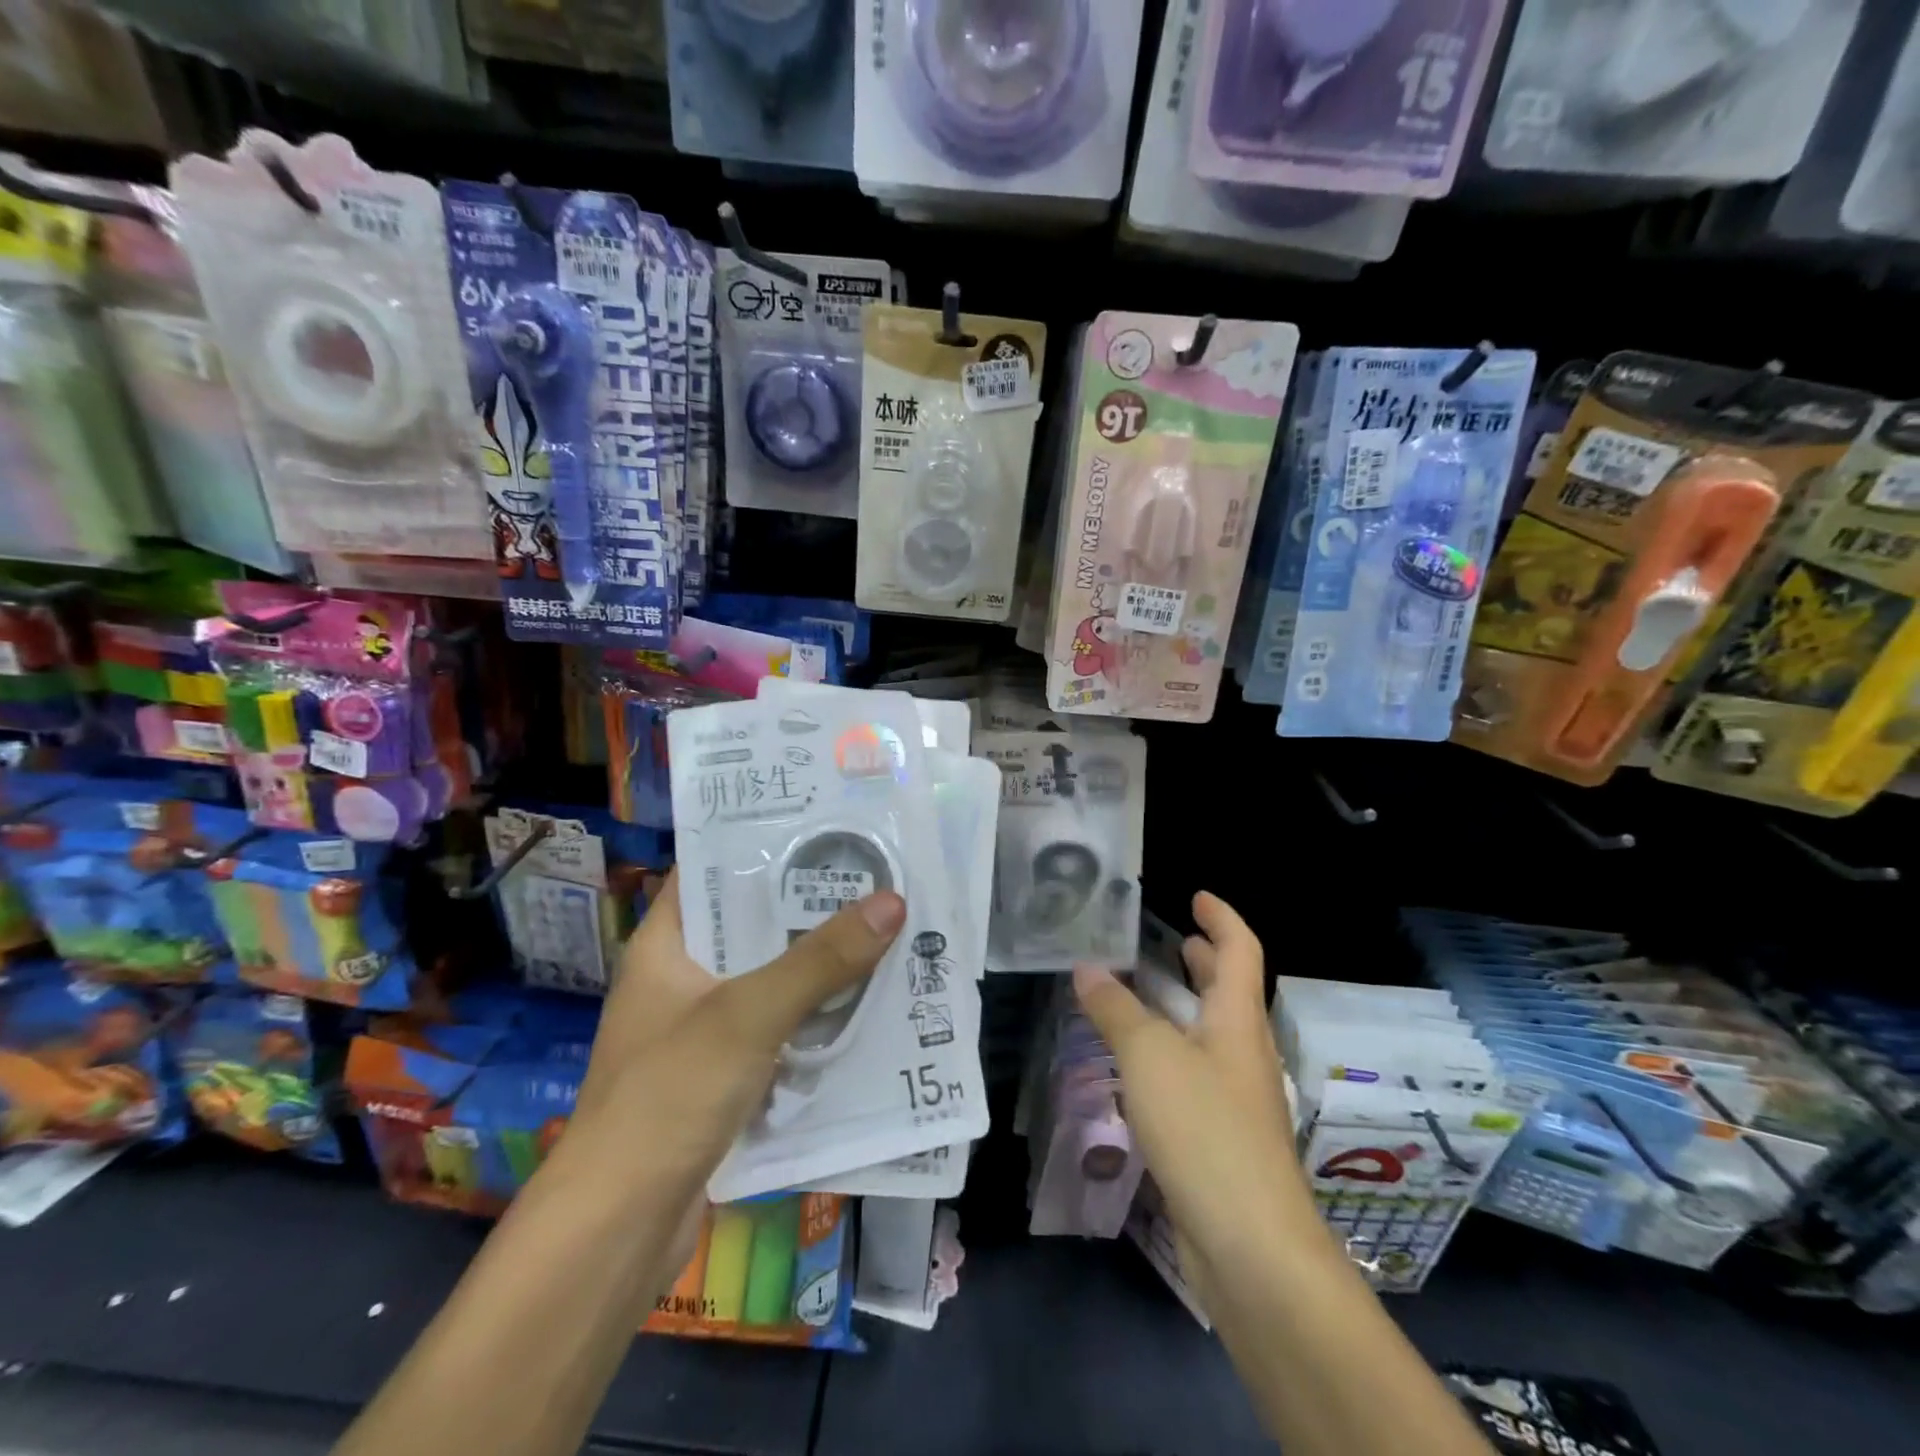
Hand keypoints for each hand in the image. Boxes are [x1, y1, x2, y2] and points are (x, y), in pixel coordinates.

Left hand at [568, 868, 906, 1207]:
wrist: (617, 1231)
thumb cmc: (669, 1096)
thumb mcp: (749, 1015)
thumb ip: (820, 960)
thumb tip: (892, 901)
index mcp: (663, 947)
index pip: (709, 873)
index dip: (760, 845)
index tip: (822, 827)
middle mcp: (679, 981)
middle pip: (749, 928)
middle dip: (807, 908)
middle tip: (872, 877)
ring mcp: (699, 1032)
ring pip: (767, 981)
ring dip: (816, 967)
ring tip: (881, 931)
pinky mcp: (720, 1078)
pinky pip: (775, 1031)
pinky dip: (811, 1019)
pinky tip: (862, 1006)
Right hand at [1074, 893, 1315, 1276]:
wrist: (1251, 1246)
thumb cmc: (1205, 1129)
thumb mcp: (1150, 1056)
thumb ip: (1116, 1009)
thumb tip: (1086, 968)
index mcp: (1237, 1019)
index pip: (1240, 949)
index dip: (1221, 917)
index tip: (1196, 896)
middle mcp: (1243, 1051)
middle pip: (1230, 991)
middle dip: (1204, 960)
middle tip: (1171, 940)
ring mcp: (1236, 1097)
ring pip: (1210, 1033)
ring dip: (1183, 1007)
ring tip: (1143, 993)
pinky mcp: (1222, 1137)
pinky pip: (1195, 1074)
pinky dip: (1171, 1052)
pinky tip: (1139, 1066)